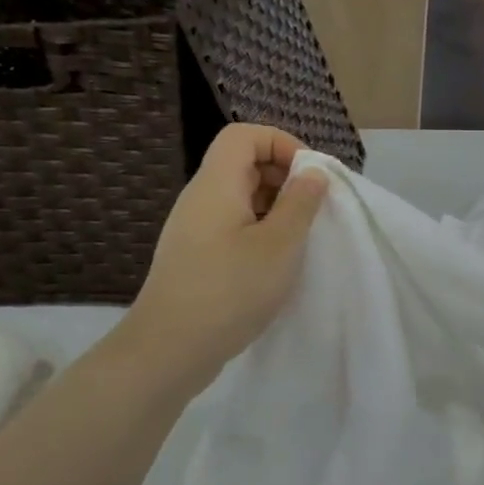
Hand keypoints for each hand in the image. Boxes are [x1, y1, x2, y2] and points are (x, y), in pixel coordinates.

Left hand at [128, 123, 328, 391]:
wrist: (170, 349)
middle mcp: (200, 198)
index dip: (282, 143)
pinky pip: (232, 226)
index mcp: (216, 184)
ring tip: (298, 240)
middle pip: (242, 163)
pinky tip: (275, 264)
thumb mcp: (280, 245)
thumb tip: (313, 173)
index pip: (244, 135)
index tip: (311, 177)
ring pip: (240, 198)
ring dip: (275, 209)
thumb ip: (300, 203)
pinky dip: (260, 232)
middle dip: (284, 177)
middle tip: (312, 210)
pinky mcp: (195, 257)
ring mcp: (194, 229)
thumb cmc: (230, 290)